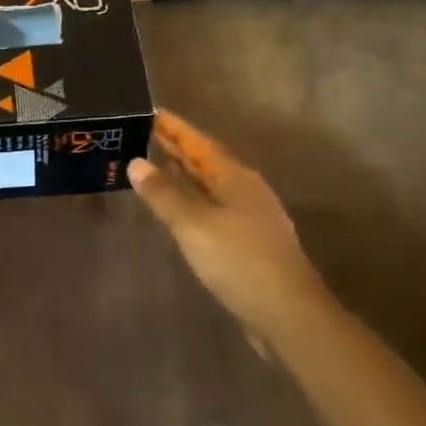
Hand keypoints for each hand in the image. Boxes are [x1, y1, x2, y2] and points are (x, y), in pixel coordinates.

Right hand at [129, 108, 325, 343]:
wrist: (288, 315)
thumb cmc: (239, 261)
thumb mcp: (193, 225)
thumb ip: (164, 193)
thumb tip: (136, 163)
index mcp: (234, 178)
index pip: (197, 143)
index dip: (174, 127)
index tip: (149, 111)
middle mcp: (245, 190)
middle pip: (205, 161)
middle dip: (177, 147)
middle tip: (145, 132)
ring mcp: (250, 217)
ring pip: (210, 184)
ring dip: (184, 173)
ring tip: (157, 163)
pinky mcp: (249, 242)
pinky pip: (213, 207)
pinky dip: (192, 198)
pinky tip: (180, 208)